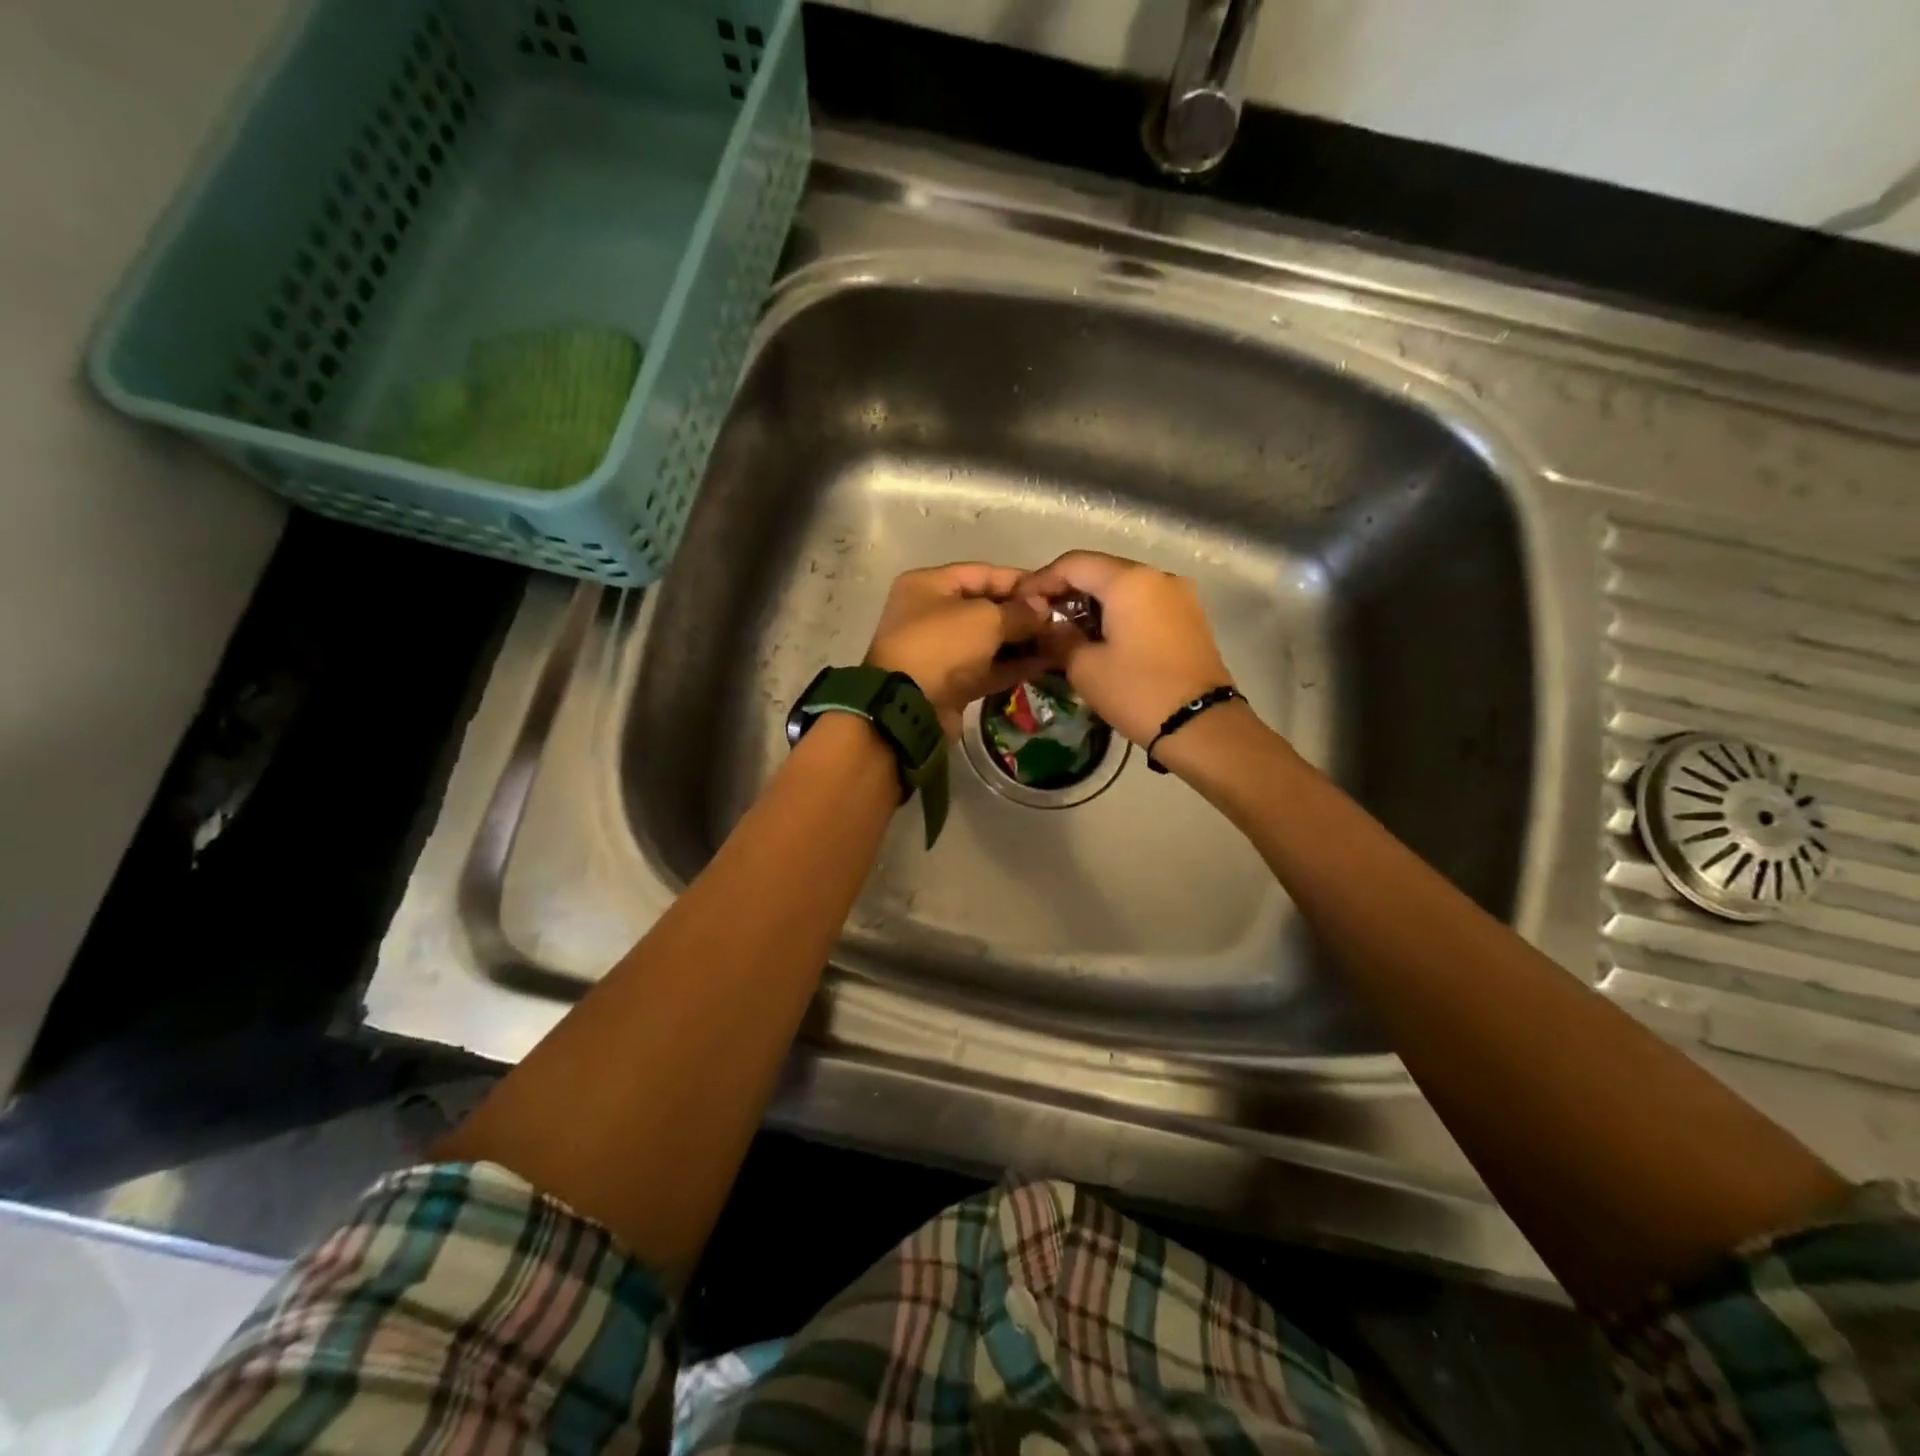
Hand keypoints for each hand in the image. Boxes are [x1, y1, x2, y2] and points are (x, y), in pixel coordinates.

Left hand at [865, 564, 1047, 735]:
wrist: (909, 707)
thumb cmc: (942, 646)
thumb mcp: (985, 619)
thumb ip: (1019, 612)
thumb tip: (1044, 610)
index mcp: (929, 585)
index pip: (983, 573)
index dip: (1021, 581)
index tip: (1055, 590)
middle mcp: (932, 614)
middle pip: (987, 607)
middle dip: (1024, 614)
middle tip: (1063, 619)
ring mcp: (941, 651)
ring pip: (990, 641)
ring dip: (1023, 642)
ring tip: (1061, 642)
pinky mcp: (951, 682)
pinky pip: (988, 668)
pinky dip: (1014, 666)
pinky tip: (1046, 664)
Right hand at [1020, 551, 1234, 746]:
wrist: (1201, 725)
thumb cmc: (1137, 691)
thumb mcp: (1084, 668)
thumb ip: (1058, 638)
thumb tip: (1047, 626)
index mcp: (1129, 580)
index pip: (1073, 563)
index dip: (1041, 580)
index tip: (1020, 603)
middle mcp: (1157, 576)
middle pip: (1100, 570)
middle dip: (1067, 590)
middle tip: (1040, 618)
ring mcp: (1178, 594)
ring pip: (1123, 587)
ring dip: (1092, 603)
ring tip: (1066, 631)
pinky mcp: (1189, 616)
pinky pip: (1143, 602)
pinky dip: (1117, 612)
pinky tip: (1100, 638)